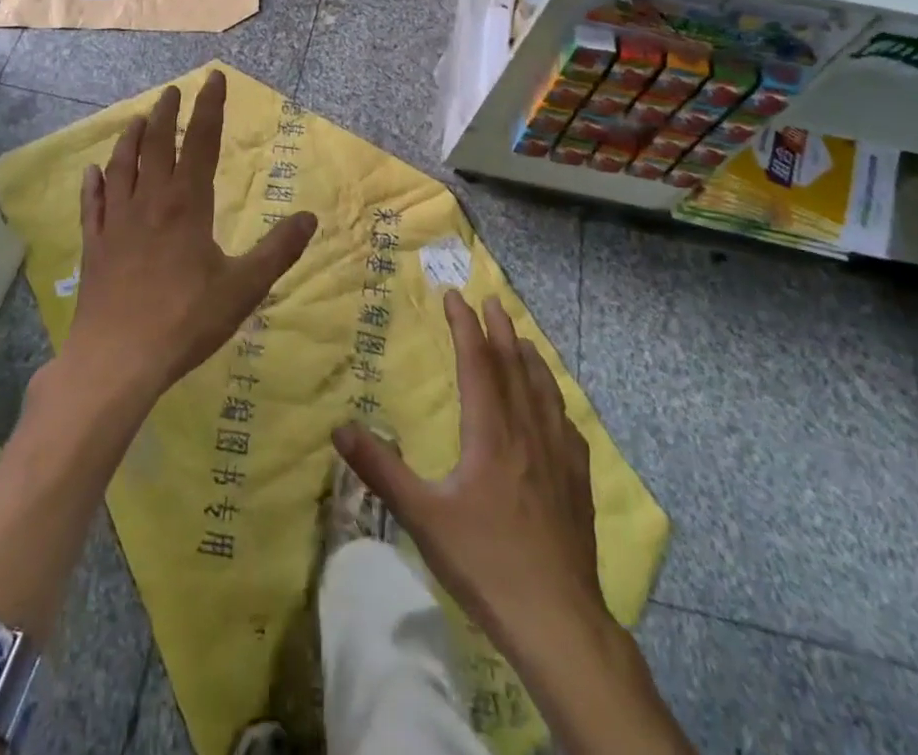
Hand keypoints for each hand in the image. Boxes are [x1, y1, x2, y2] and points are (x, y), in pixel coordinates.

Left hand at [66, 71, 317, 404]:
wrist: (117, 359)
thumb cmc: (186, 321)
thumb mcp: (244, 287)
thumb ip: (278, 251)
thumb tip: (310, 217)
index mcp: (187, 205)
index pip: (203, 143)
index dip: (210, 108)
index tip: (213, 78)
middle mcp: (150, 202)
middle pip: (157, 145)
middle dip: (167, 114)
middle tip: (172, 91)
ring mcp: (117, 223)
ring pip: (122, 168)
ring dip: (130, 140)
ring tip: (136, 120)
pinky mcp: (94, 247)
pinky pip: (93, 205)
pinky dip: (94, 184)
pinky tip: (93, 173)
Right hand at [333, 291, 608, 658]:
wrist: (557, 620)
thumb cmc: (485, 563)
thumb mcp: (422, 517)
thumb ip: (381, 470)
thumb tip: (339, 427)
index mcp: (490, 432)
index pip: (477, 362)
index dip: (465, 326)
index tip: (454, 297)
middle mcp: (527, 431)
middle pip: (514, 366)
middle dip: (500, 329)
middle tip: (491, 300)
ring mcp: (558, 455)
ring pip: (544, 390)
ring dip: (530, 357)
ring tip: (522, 338)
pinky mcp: (577, 481)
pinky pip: (566, 424)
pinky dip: (555, 400)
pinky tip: (555, 408)